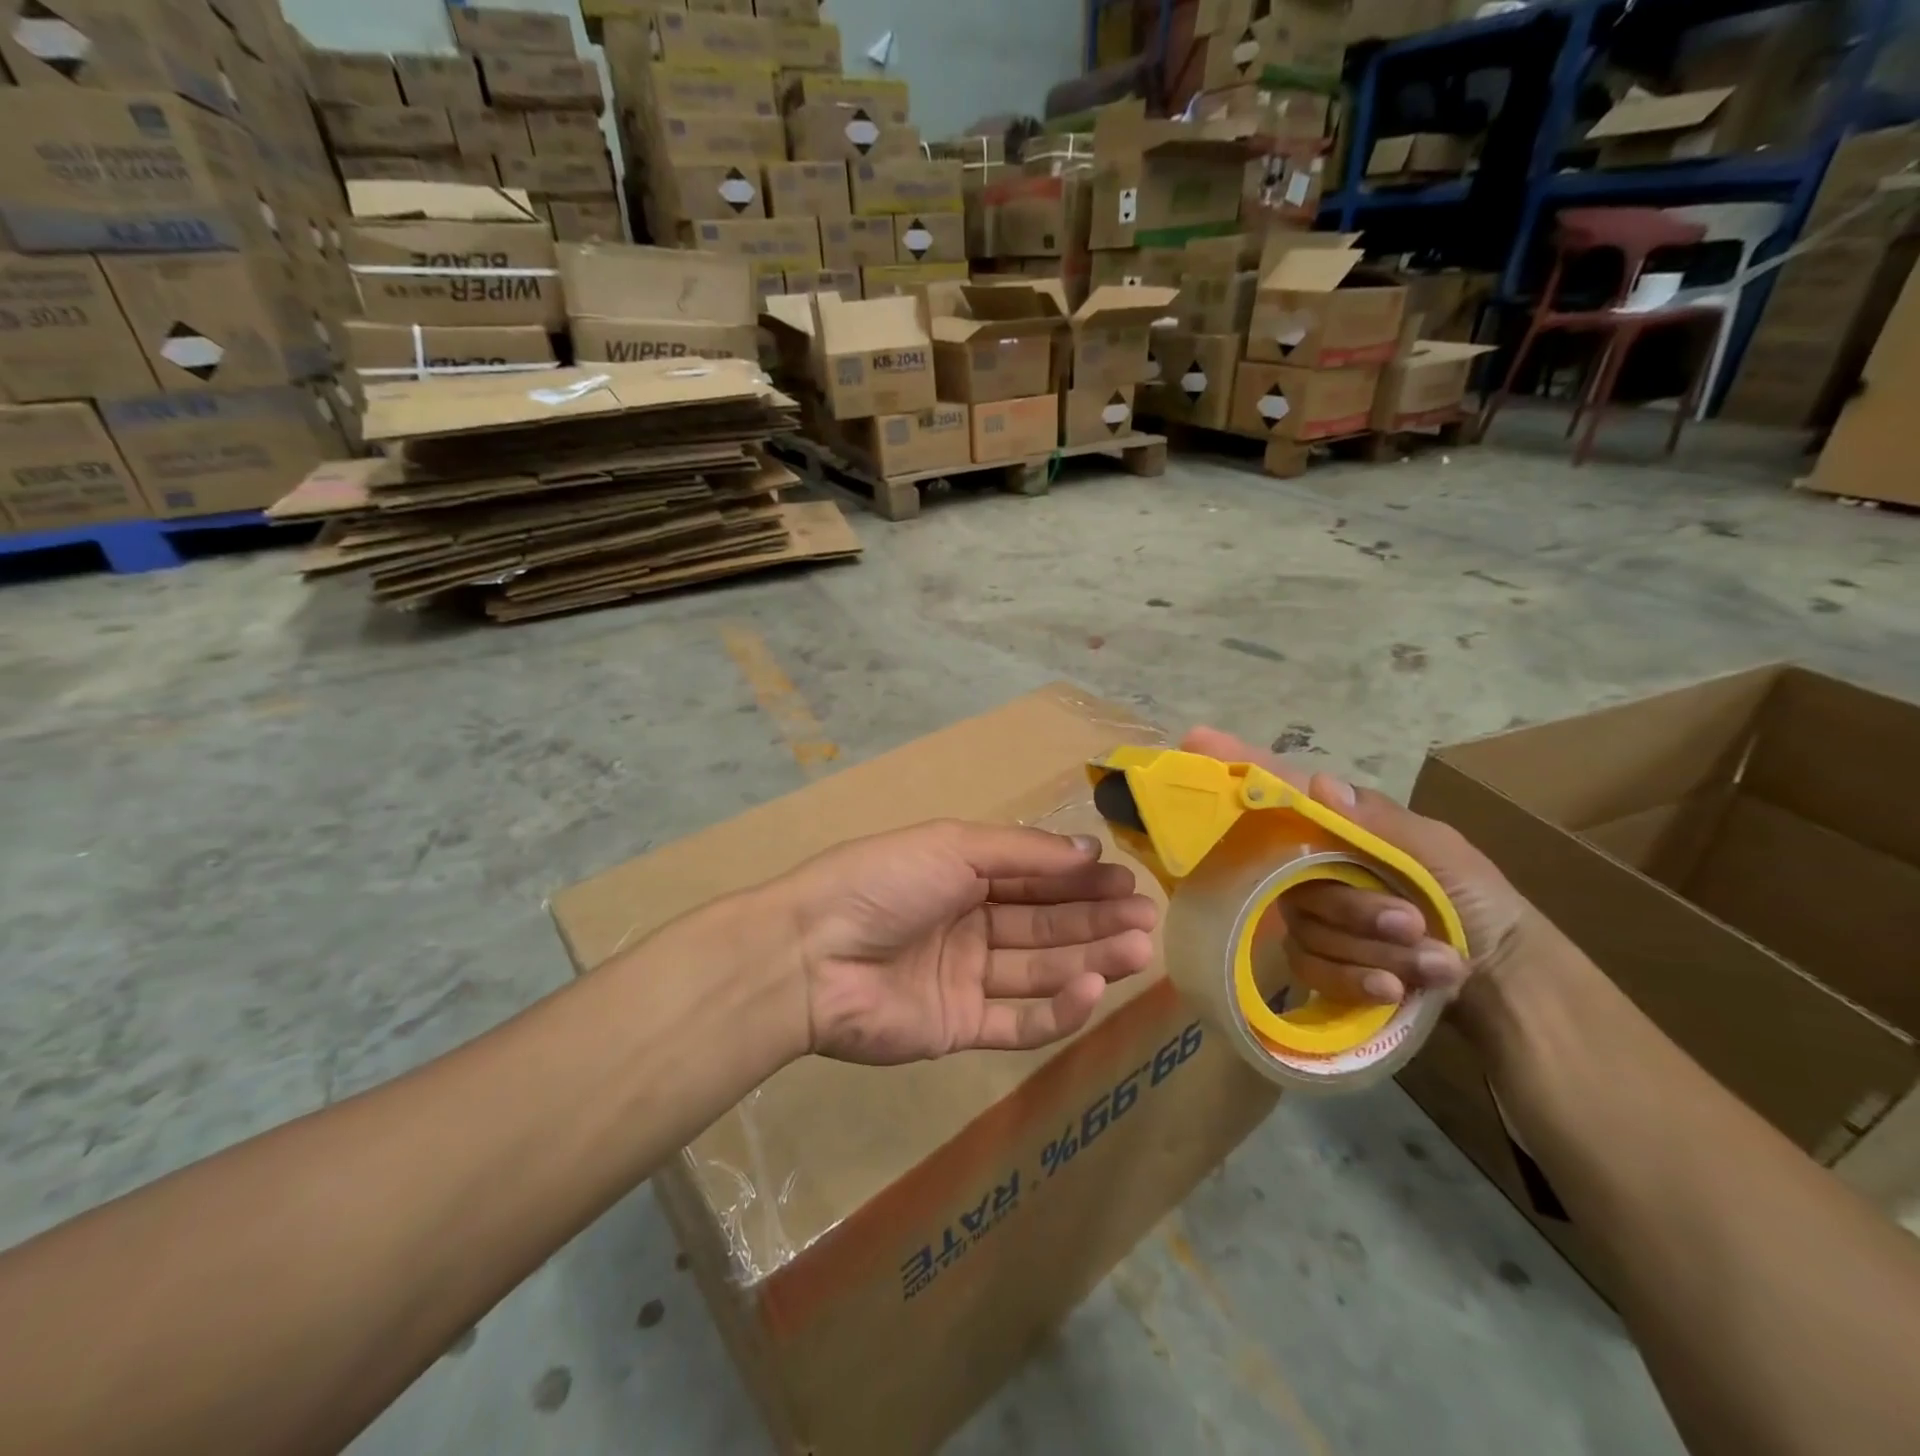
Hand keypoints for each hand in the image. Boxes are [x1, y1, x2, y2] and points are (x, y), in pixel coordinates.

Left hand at [772, 820, 1158, 1064]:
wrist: (810, 955)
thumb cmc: (883, 882)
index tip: (1131, 881)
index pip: (1036, 878)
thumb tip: (1089, 851)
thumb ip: (1023, 852)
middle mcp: (969, 925)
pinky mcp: (959, 1028)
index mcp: (963, 875)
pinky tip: (1091, 989)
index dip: (1082, 881)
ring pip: (1039, 969)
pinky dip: (1056, 1010)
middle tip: (1147, 919)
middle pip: (1045, 924)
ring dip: (1089, 959)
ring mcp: (965, 979)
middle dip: (1096, 919)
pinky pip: (1017, 1022)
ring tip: (1137, 949)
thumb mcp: (953, 846)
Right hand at [1180, 728, 1530, 1006]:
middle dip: (1357, 909)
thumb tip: (1317, 783)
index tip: (1196, 738)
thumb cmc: (1477, 901)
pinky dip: (1358, 980)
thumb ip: (1379, 824)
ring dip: (1373, 949)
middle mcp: (1315, 867)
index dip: (1238, 765)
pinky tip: (1395, 988)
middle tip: (1411, 922)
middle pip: (1294, 880)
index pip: (1281, 793)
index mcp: (1340, 831)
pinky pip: (1311, 969)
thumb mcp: (1440, 854)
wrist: (1504, 981)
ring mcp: (1313, 916)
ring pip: (1307, 929)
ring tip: (1433, 959)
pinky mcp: (1317, 962)